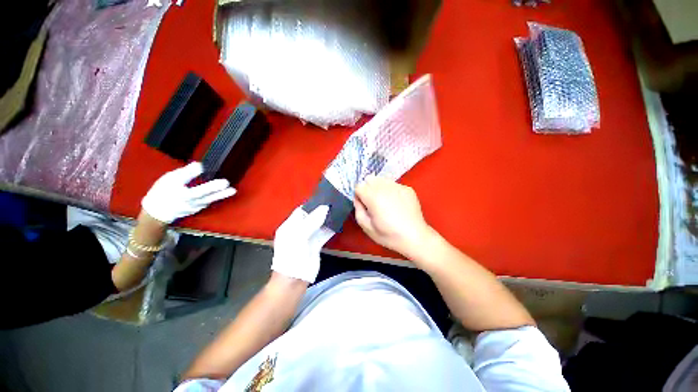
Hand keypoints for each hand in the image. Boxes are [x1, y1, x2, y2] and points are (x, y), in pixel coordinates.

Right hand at [142, 162, 235, 223]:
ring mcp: (193, 206)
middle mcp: (185, 199)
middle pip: (200, 193)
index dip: (190, 173)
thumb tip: (199, 165)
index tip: (201, 165)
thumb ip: (184, 173)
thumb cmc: (163, 192)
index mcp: (175, 190)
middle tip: (225, 183)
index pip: (181, 180)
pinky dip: (217, 198)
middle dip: (213, 188)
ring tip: (233, 190)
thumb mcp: (169, 179)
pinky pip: (208, 202)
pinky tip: (227, 193)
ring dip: (221, 195)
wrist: (158, 212)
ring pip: (208, 199)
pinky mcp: (198, 209)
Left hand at [271, 206, 332, 282]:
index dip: (311, 205)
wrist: (294, 279)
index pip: (300, 211)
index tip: (323, 198)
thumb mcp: (299, 235)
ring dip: (326, 219)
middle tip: (333, 202)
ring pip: (318, 225)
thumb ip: (312, 221)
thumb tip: (324, 207)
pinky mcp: (315, 245)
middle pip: (311, 217)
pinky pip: (323, 234)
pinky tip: (337, 222)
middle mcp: (298, 230)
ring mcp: (307, 238)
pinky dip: (330, 228)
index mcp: (289, 226)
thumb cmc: (292, 255)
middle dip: (320, 211)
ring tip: (337, 209)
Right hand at [354, 176, 434, 258]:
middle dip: (368, 188)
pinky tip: (396, 203)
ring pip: (382, 179)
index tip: (364, 205)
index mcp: (373, 197)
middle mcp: (385, 187)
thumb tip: (358, 198)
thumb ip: (358, 209)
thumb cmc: (388, 235)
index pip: (359, 186)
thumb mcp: (367, 227)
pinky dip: (391, 190)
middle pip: (369, 179)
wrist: (415, 237)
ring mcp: (398, 186)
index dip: (359, 195)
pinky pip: (394, 184)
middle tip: (373, 203)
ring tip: (385, 202)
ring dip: (379, 188)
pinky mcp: (408, 188)